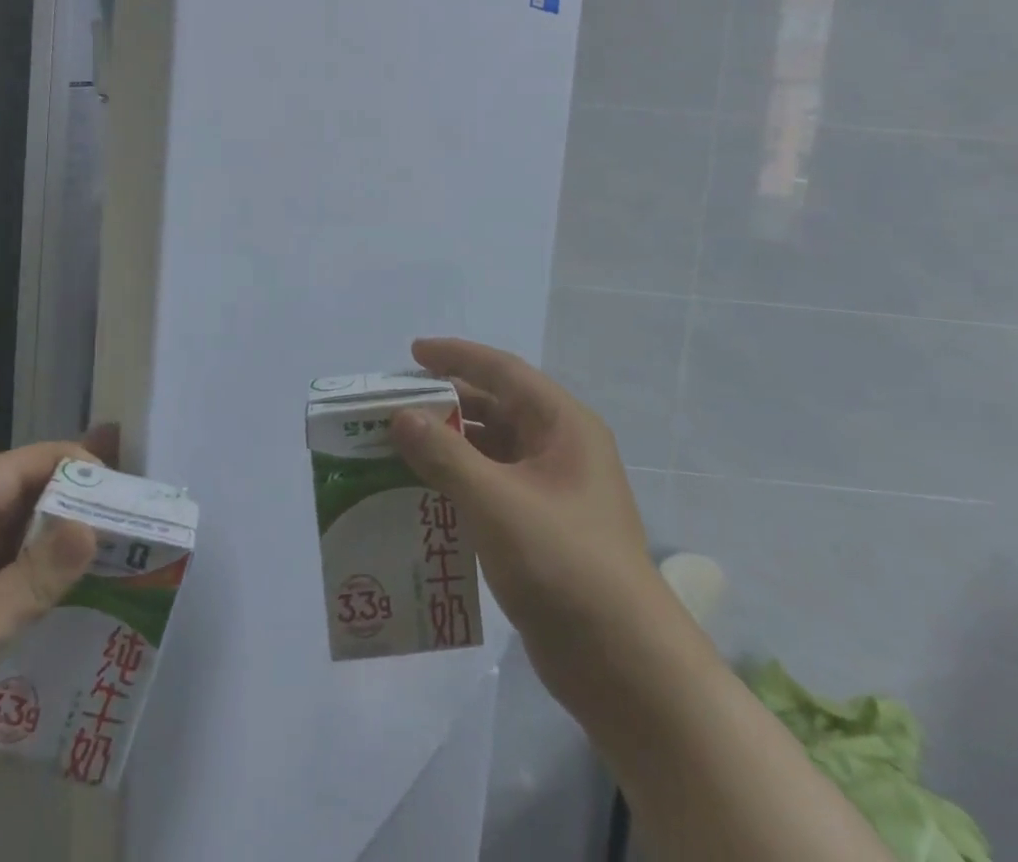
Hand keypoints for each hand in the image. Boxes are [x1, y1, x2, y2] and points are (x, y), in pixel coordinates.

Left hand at [0, 431, 116, 816]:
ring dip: (67, 540)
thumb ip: (35, 575)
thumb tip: (94, 527)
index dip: (65, 463)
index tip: (114, 481)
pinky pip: (19, 579)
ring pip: (24, 540)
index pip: (15, 469)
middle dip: (74, 499)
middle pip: (23, 499)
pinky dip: (53, 577)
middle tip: (129, 506)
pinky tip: (93, 586)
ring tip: (124, 539)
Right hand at [388, 338, 661, 714]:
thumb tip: (401, 416)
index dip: (456, 357)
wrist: (624, 666)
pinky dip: (458, 484)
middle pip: (495, 410)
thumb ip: (444, 454)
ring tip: (396, 448)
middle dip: (444, 405)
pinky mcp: (542, 529)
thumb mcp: (495, 502)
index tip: (412, 352)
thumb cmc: (563, 563)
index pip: (503, 372)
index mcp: (562, 425)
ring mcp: (553, 491)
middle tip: (393, 406)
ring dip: (447, 447)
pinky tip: (421, 494)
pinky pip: (492, 488)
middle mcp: (560, 449)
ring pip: (491, 451)